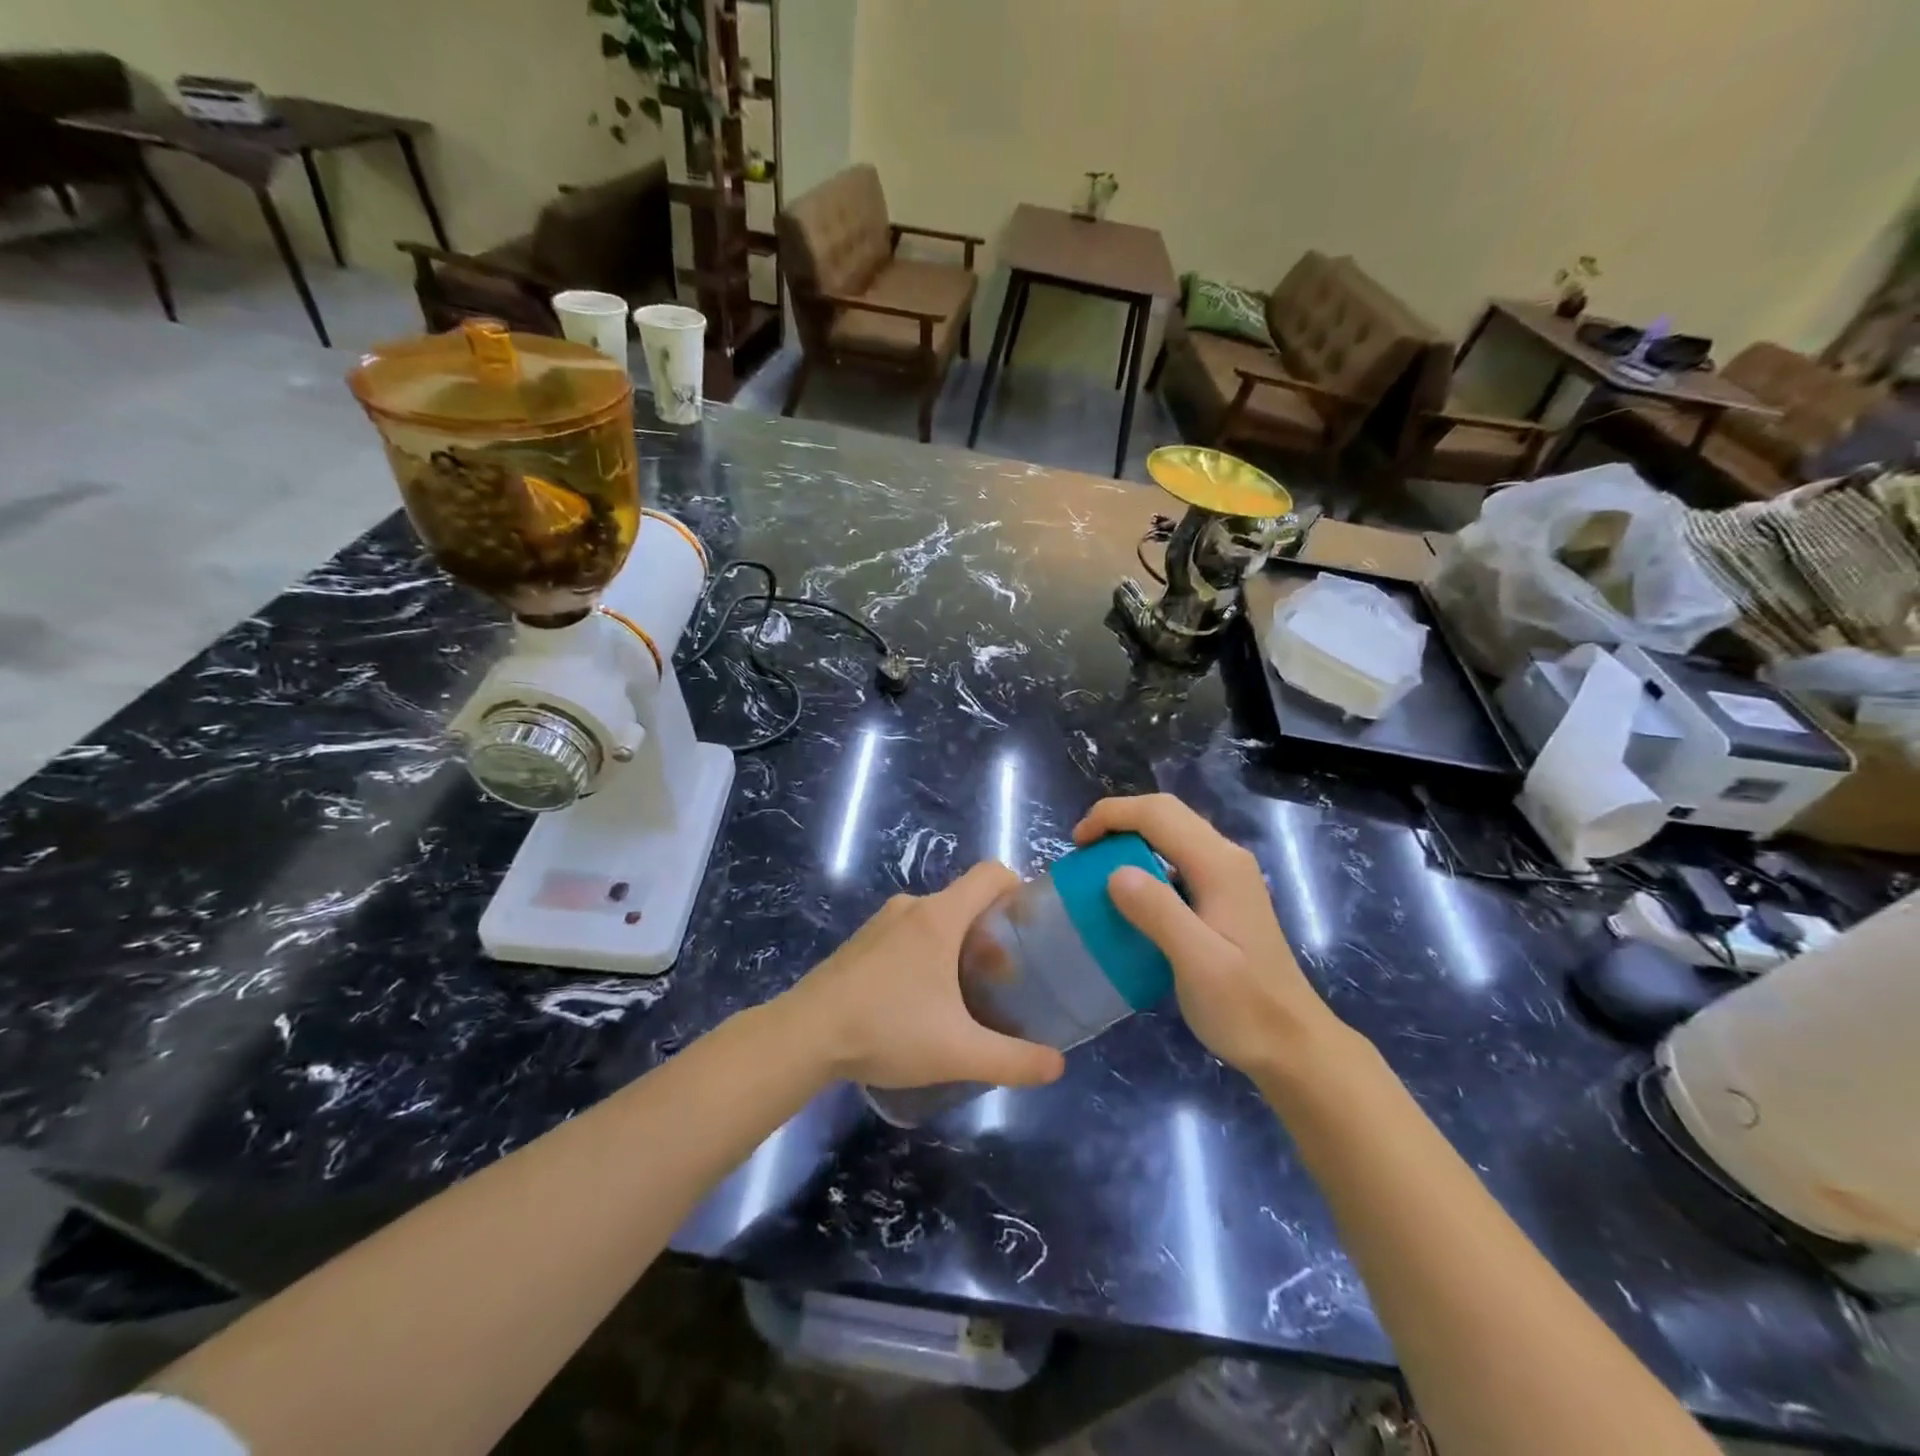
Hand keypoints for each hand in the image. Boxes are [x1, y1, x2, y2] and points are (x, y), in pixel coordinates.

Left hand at [784, 862, 1067, 1090]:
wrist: (804, 1035)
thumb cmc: (887, 1029)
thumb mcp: (958, 1052)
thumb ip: (1014, 1060)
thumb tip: (1058, 1066)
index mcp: (940, 916)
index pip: (991, 874)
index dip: (1019, 889)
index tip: (1032, 927)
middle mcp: (912, 907)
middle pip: (966, 900)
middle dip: (992, 932)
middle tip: (1005, 977)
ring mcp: (881, 922)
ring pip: (936, 919)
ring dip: (958, 945)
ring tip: (966, 993)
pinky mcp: (861, 942)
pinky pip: (908, 933)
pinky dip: (927, 953)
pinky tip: (921, 1000)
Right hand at [1073, 794, 1347, 1078]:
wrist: (1292, 1045)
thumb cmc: (1244, 1007)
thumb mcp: (1198, 963)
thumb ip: (1158, 913)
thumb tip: (1114, 873)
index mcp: (1219, 865)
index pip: (1158, 814)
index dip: (1112, 816)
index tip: (1076, 845)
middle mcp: (1226, 858)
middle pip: (1166, 813)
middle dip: (1118, 820)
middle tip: (1083, 851)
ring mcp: (1227, 876)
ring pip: (1171, 833)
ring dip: (1130, 838)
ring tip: (1097, 867)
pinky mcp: (1222, 895)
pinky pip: (1176, 858)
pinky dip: (1144, 861)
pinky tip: (1130, 895)